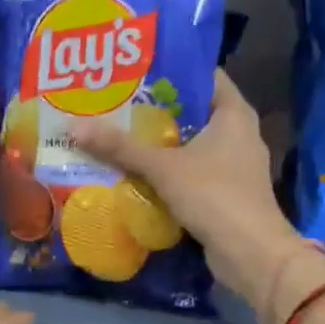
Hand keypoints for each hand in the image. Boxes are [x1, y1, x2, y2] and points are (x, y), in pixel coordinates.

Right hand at [71, 70, 313, 319]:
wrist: (251, 254)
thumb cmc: (214, 196)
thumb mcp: (163, 167)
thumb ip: (121, 147)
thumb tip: (73, 126)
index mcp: (234, 112)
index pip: (203, 75)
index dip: (170, 69)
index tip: (133, 69)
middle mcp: (238, 132)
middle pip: (192, 110)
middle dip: (155, 108)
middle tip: (114, 101)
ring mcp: (234, 164)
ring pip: (190, 143)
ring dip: (159, 142)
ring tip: (117, 132)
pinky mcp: (226, 192)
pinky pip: (192, 170)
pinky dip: (168, 169)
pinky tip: (136, 170)